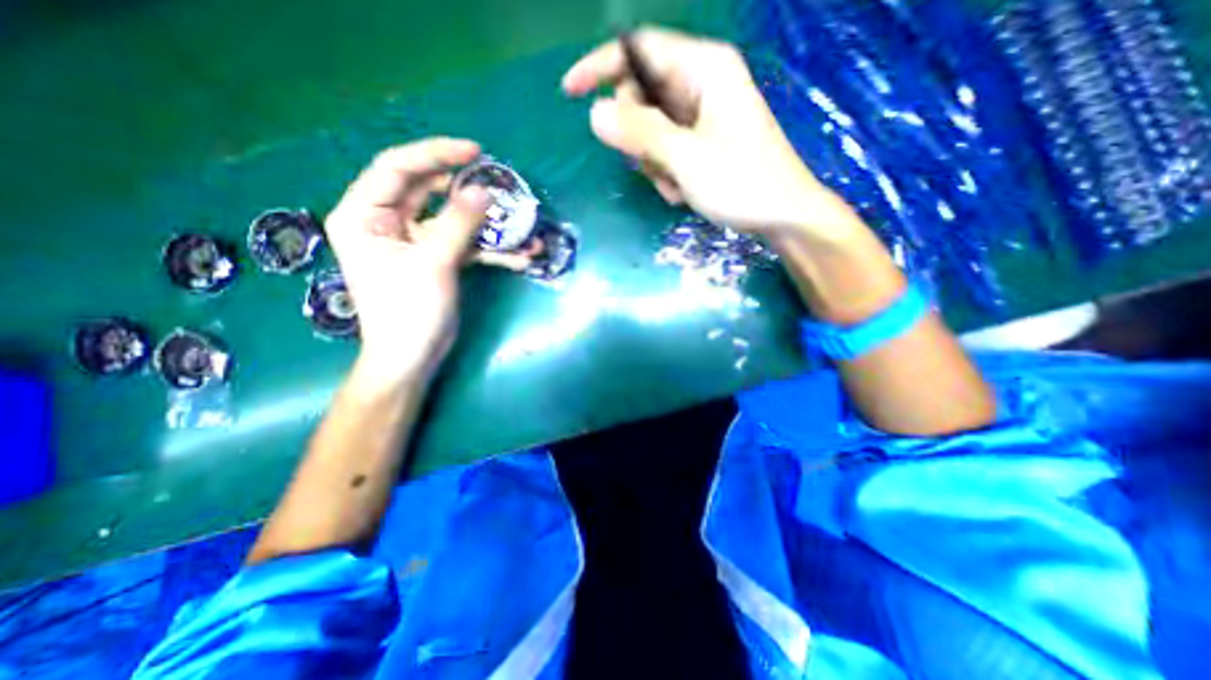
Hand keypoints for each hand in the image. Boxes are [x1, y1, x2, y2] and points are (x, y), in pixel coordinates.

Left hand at [326, 139, 525, 382]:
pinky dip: (491, 249)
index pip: (397, 168)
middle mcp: (387, 222)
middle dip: (467, 188)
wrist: (412, 358)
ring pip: (453, 219)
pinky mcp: (438, 259)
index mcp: (365, 215)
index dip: (436, 154)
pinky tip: (522, 256)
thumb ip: (459, 224)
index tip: (475, 152)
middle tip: (500, 182)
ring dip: (488, 224)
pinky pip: (465, 244)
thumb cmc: (409, 312)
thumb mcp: (433, 263)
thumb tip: (485, 191)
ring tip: (522, 224)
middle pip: (429, 190)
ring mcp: (416, 241)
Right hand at [560, 27, 855, 238]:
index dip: (601, 67)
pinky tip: (683, 191)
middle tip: (650, 164)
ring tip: (675, 184)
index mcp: (704, 69)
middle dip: (637, 135)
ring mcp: (703, 116)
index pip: (639, 51)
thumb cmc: (742, 182)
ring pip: (651, 130)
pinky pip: (666, 150)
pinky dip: (666, 173)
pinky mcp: (703, 142)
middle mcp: (702, 85)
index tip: (570, 93)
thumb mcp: (686, 158)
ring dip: (653, 162)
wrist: (782, 216)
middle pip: (642, 96)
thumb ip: (640, 133)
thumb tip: (595, 113)